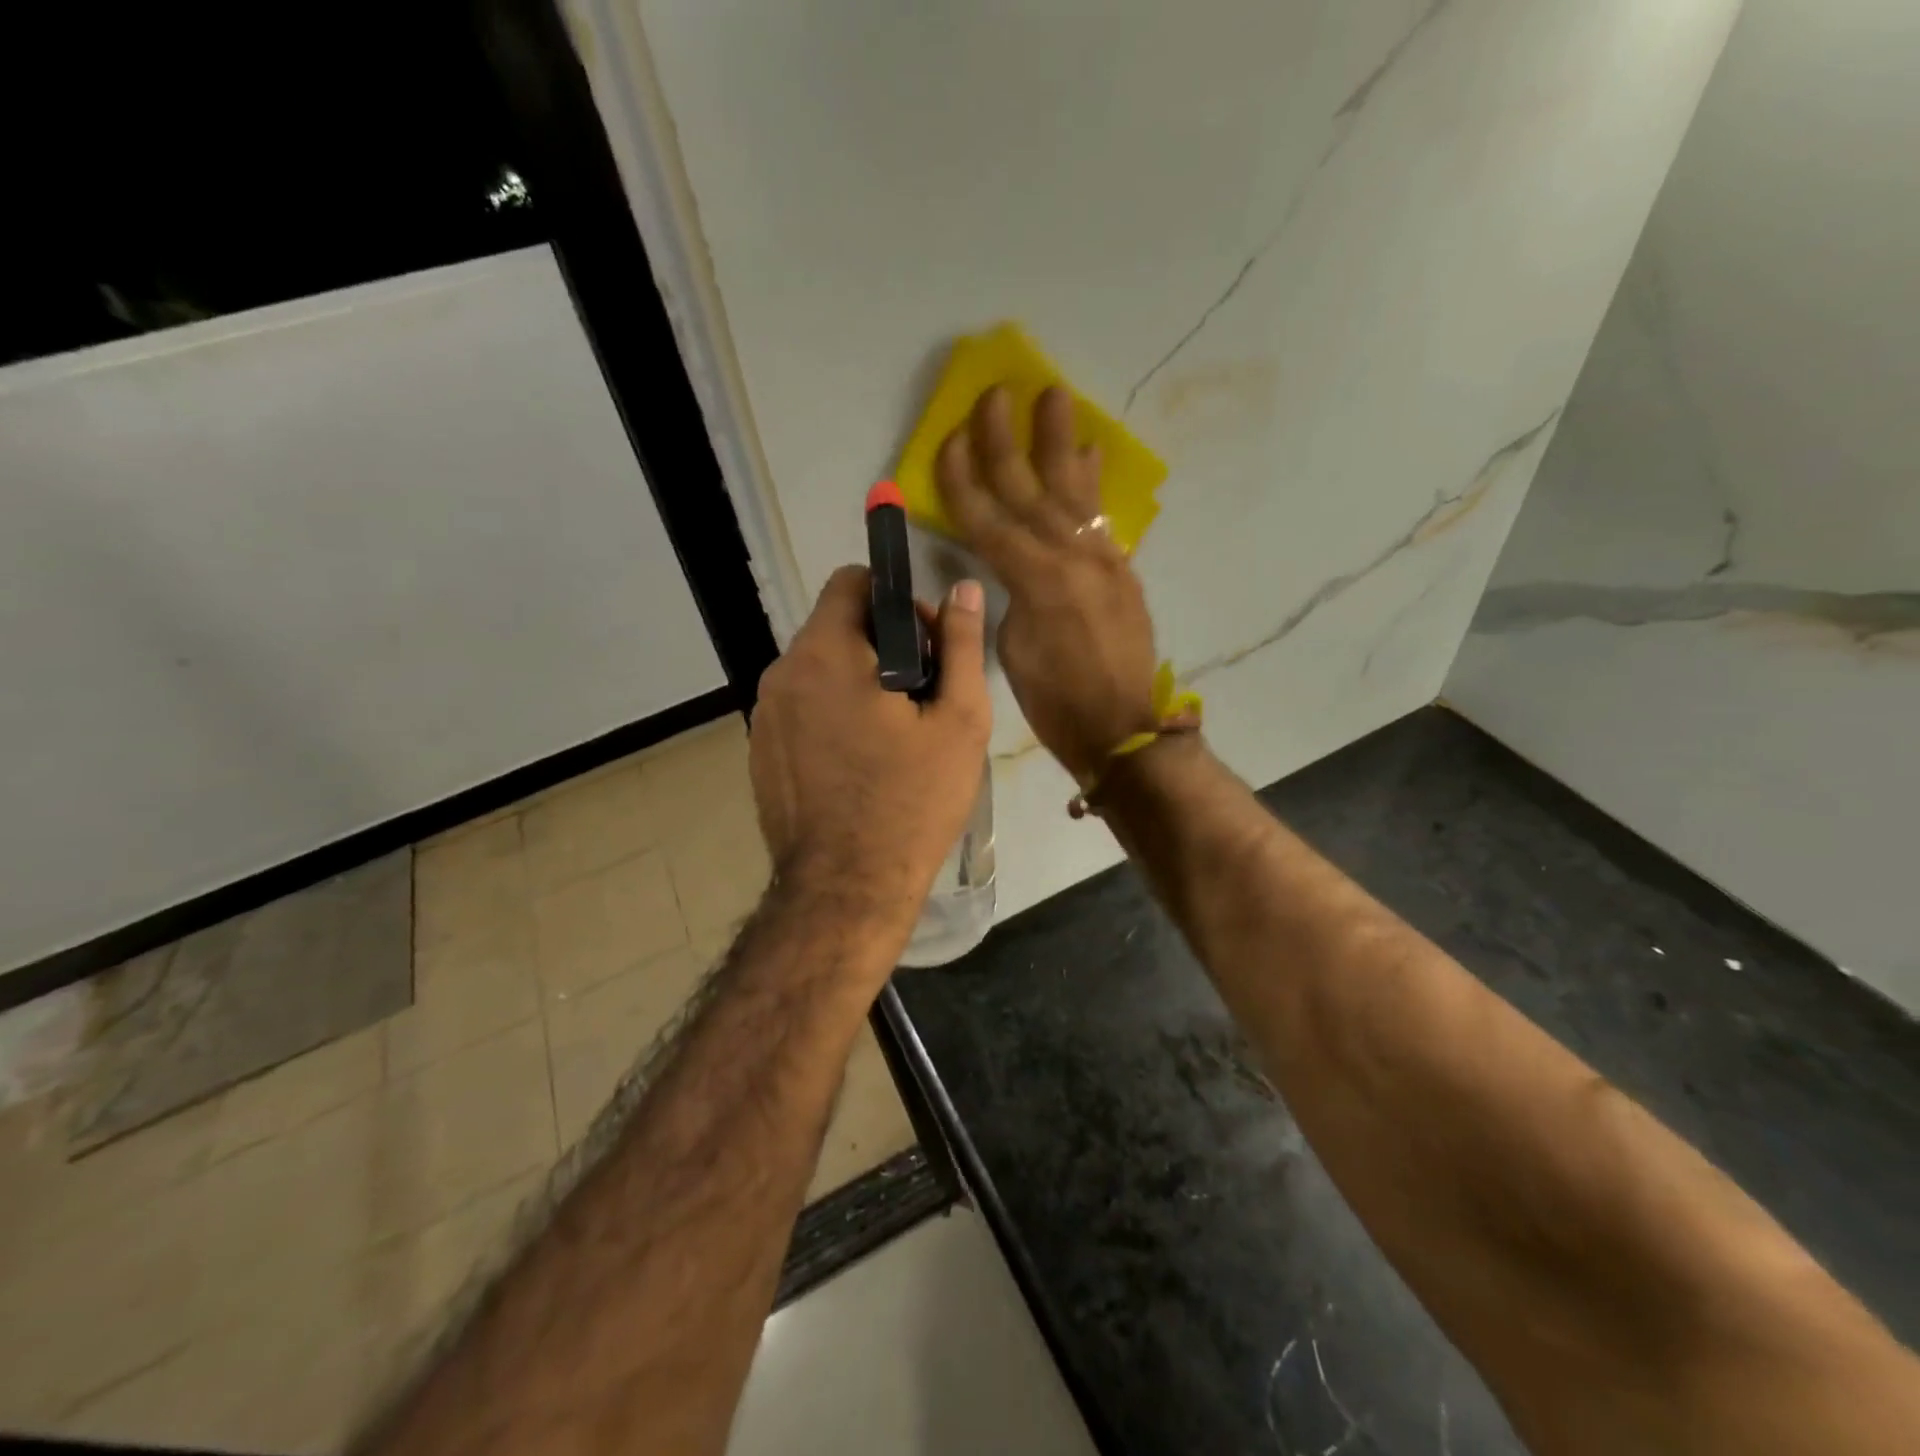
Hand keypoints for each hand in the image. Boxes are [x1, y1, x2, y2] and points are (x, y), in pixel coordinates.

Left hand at [750, 565, 991, 935]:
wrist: (846, 888)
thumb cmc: (912, 802)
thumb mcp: (959, 722)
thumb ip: (961, 647)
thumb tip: (963, 590)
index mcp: (826, 653)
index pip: (851, 582)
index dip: (896, 600)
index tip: (926, 648)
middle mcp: (782, 673)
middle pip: (835, 626)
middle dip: (881, 645)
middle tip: (921, 697)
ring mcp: (763, 715)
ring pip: (817, 669)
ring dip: (857, 680)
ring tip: (893, 734)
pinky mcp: (758, 751)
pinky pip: (800, 707)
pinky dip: (830, 713)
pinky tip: (859, 761)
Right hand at [935, 385, 1158, 783]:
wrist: (1123, 727)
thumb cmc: (1056, 702)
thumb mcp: (1014, 650)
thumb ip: (1010, 596)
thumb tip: (1011, 569)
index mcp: (1036, 581)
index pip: (988, 520)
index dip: (964, 480)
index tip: (949, 438)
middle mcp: (1072, 557)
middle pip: (1031, 490)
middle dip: (1007, 441)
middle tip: (996, 393)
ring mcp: (1102, 560)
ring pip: (1073, 491)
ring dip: (1059, 442)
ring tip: (1053, 396)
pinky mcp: (1121, 570)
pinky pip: (1100, 516)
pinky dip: (1091, 484)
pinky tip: (1087, 454)